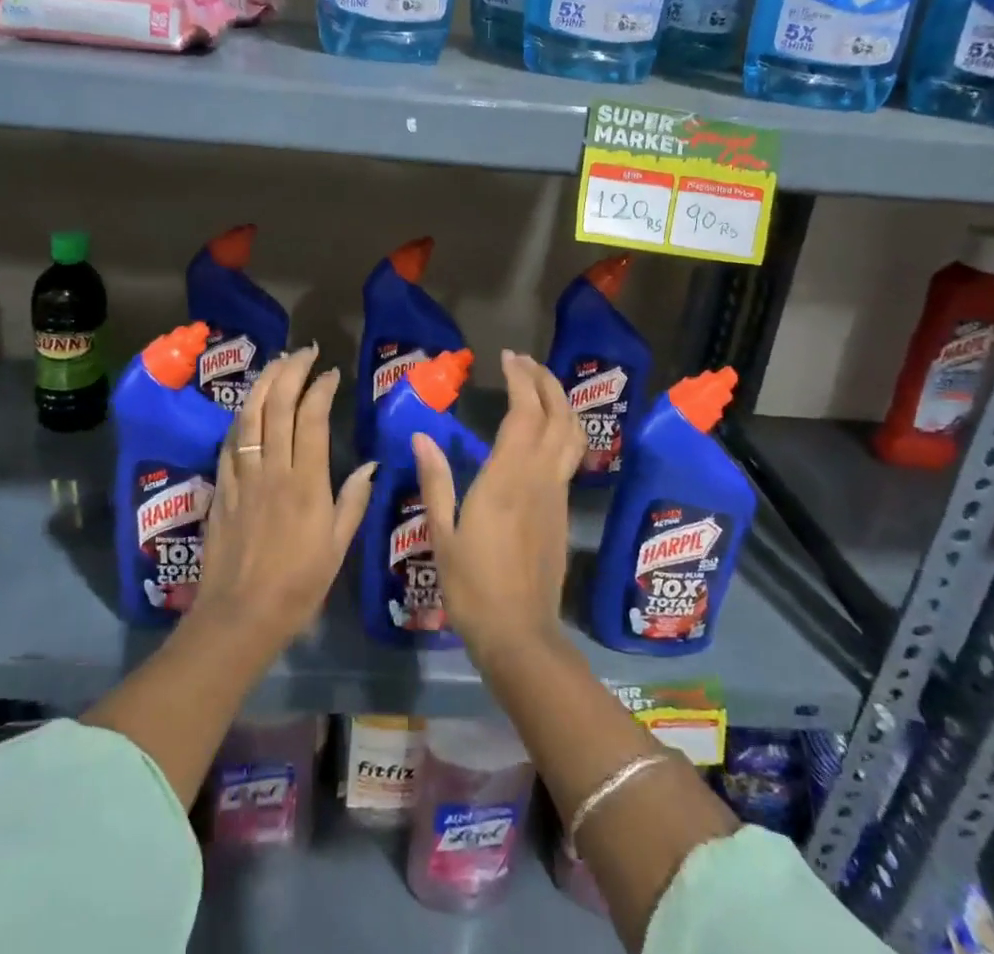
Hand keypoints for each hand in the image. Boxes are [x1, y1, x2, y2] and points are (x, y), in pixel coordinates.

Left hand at [194, 345, 374, 649]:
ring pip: (249, 417)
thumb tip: (370, 464)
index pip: (311, 419)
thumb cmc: (298, 586)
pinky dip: (240, 417)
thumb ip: (353, 500)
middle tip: (303, 352)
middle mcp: (273, 470)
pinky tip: (248, 406)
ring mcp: (243, 477)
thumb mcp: (338, 547)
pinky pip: (229, 442)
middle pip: (278, 407)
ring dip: (262, 384)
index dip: (320, 389)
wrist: (240, 616)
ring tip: (276, 363)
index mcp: (306, 483)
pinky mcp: (222, 488)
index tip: (330, 372)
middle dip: (290, 372)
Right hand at [413, 350, 585, 662]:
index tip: (508, 357)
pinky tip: (542, 431)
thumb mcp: (441, 533)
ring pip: (572, 435)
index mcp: (507, 478)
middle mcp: (539, 478)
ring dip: (560, 403)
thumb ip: (435, 480)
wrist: (519, 635)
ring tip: (539, 386)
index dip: (520, 380)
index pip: (524, 413)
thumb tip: (421, 437)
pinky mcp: (561, 511)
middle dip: (545, 381)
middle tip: (524, 362)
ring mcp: (556, 494)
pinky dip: (561, 429)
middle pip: (558, 416)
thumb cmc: (472, 586)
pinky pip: (569, 456)